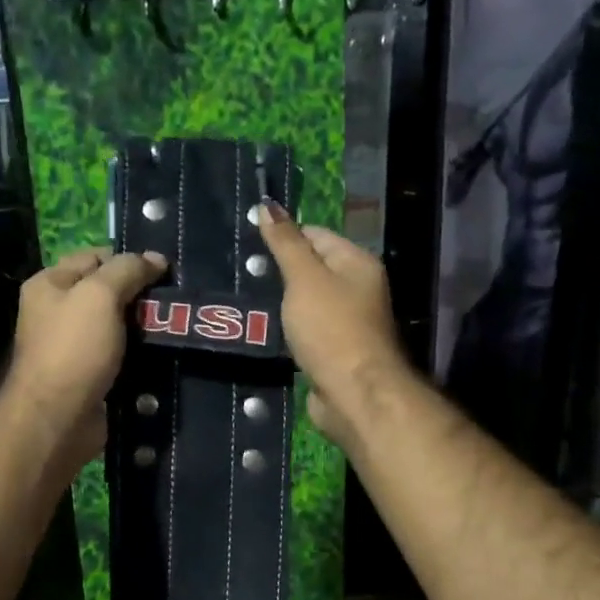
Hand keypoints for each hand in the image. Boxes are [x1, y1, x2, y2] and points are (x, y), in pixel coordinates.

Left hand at [5, 247, 166, 472]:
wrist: (58, 419)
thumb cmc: (73, 349)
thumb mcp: (100, 296)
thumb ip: (128, 270)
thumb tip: (156, 258)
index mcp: (49, 284)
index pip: (94, 257)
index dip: (128, 259)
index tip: (164, 270)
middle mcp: (57, 313)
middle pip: (106, 292)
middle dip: (139, 294)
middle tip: (175, 299)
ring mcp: (73, 347)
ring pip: (117, 327)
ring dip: (143, 327)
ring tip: (176, 326)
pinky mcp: (89, 376)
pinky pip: (120, 357)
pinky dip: (139, 355)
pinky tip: (163, 354)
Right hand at [255, 202, 407, 446]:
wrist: (354, 394)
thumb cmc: (331, 328)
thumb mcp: (304, 278)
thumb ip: (286, 243)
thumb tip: (268, 204)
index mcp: (357, 263)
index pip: (316, 234)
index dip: (284, 236)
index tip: (248, 244)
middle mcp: (358, 289)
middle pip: (312, 269)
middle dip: (280, 273)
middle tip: (241, 276)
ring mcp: (348, 323)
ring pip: (307, 304)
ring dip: (282, 306)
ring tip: (246, 303)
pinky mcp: (335, 352)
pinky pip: (306, 333)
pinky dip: (288, 332)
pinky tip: (265, 332)